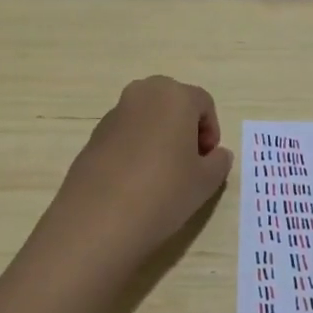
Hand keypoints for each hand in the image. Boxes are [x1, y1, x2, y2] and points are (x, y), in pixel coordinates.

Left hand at [41, 76, 233, 269]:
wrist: (99, 219)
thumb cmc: (164, 191)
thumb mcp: (206, 181)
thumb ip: (218, 162)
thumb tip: (216, 155)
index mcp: (174, 96)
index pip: (204, 103)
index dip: (212, 131)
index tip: (209, 161)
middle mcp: (143, 94)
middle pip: (173, 104)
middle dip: (185, 128)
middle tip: (189, 163)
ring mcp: (114, 113)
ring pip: (147, 118)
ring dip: (159, 137)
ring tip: (161, 176)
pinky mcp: (93, 136)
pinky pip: (125, 135)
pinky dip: (136, 149)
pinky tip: (136, 182)